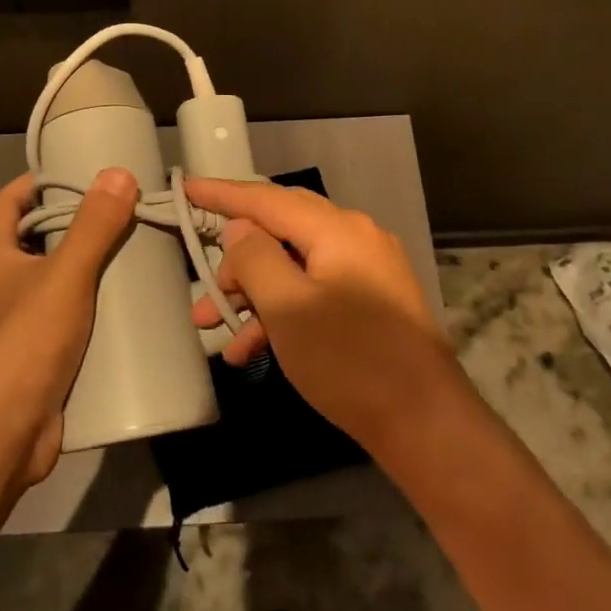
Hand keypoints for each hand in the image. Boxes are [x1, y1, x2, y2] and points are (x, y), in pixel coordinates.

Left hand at [0, 168, 138, 487]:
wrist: (0, 436)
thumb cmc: (22, 343)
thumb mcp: (63, 276)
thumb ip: (92, 227)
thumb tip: (118, 172)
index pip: (6, 204)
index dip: (33, 183)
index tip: (76, 173)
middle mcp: (3, 287)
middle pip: (37, 242)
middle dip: (76, 226)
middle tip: (124, 212)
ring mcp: (22, 326)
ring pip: (59, 284)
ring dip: (92, 270)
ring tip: (138, 252)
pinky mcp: (44, 359)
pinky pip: (74, 322)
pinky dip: (97, 312)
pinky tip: (134, 309)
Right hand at [184, 178, 457, 455]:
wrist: (425, 423)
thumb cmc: (349, 361)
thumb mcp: (287, 308)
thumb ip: (255, 258)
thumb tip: (239, 229)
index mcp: (337, 229)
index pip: (266, 199)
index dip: (222, 194)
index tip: (186, 188)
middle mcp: (355, 238)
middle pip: (280, 230)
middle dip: (236, 258)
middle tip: (204, 283)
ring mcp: (367, 270)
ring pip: (294, 266)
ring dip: (254, 293)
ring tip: (215, 326)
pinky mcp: (371, 302)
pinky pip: (315, 291)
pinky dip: (283, 311)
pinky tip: (251, 348)